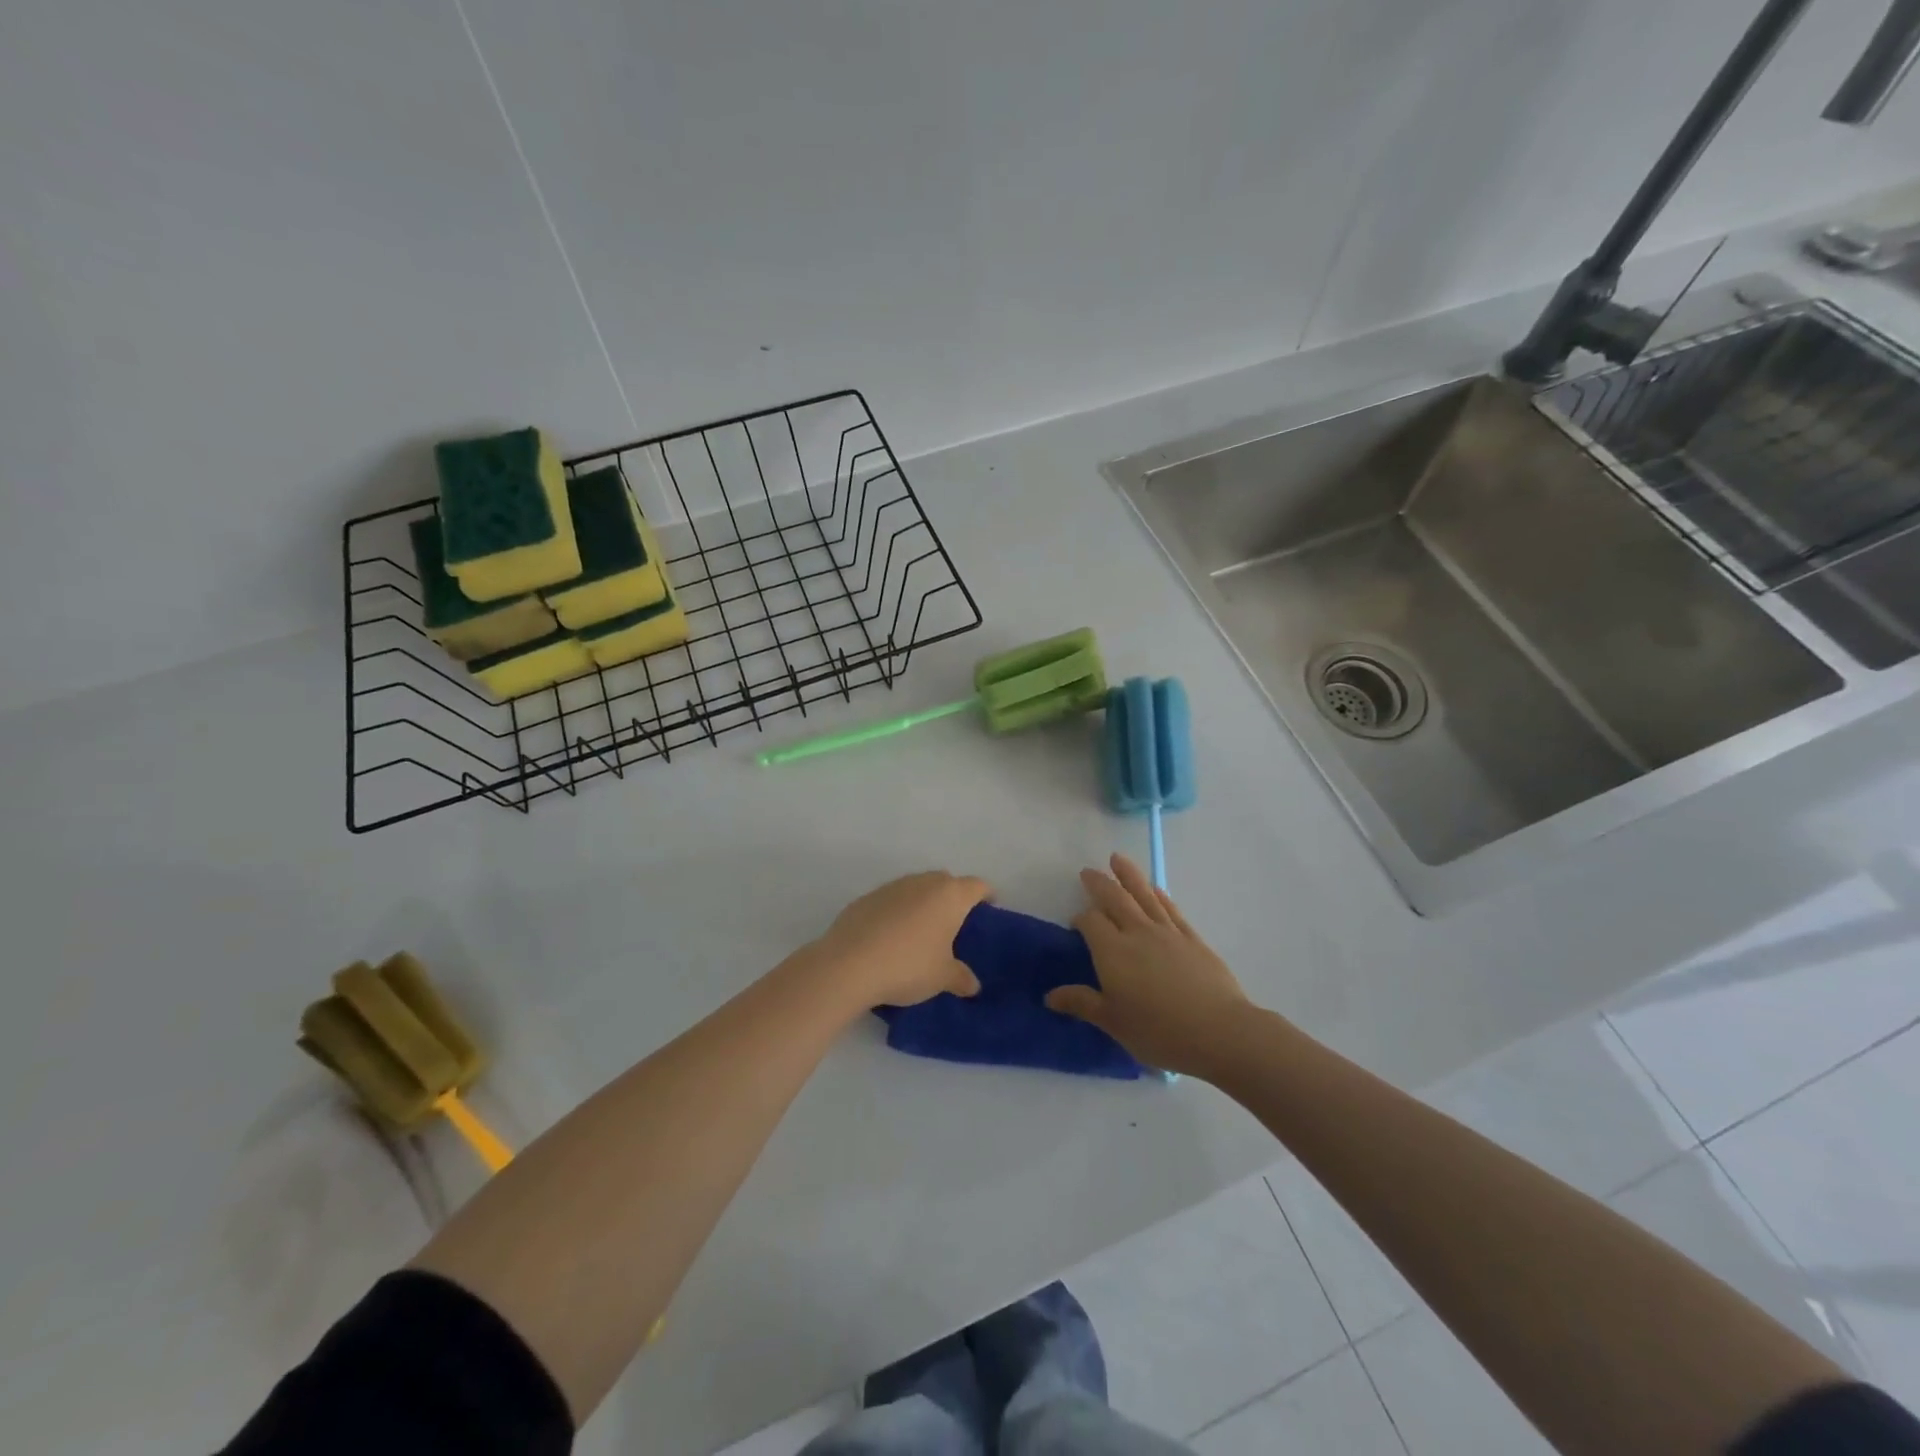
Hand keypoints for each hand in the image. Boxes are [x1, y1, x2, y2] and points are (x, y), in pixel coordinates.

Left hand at [807, 871, 992, 1009]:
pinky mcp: (867, 897)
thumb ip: (961, 978)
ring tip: (923, 932)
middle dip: (954, 898)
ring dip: (924, 904)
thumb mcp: (942, 978)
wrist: (848, 964)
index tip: (990, 908)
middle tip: (956, 925)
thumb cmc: (908, 966)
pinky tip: (892, 937)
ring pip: (917, 888)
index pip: (977, 886)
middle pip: (947, 882)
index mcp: (949, 895)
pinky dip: (899, 912)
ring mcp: (892, 887)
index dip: (987, 895)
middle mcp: (923, 882)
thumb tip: (972, 984)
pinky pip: (893, 900)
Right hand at [1046, 855, 1250, 1077]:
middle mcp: (1137, 933)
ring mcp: (1167, 932)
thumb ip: (1082, 1003)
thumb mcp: (1113, 1023)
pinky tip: (1154, 889)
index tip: (1075, 926)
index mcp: (1112, 952)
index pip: (1090, 922)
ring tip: (1117, 858)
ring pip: (1143, 894)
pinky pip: (1171, 908)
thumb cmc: (1159, 1032)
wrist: (1219, 1032)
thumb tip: (1050, 996)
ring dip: (1128, 875)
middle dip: (1099, 883)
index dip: (1080, 919)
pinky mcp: (1192, 939)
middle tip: (1088, 872)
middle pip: (1115, 898)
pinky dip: (1159, 895)